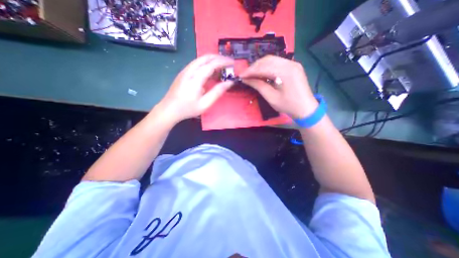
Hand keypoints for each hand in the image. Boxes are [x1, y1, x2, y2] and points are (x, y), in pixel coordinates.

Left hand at [156, 55, 233, 124]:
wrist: (169, 109)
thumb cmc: (188, 108)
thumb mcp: (205, 103)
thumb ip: (217, 92)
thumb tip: (229, 83)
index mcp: (196, 78)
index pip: (212, 64)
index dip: (223, 62)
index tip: (232, 63)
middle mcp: (190, 70)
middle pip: (205, 57)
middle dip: (218, 58)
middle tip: (228, 63)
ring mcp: (185, 71)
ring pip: (200, 59)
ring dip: (212, 60)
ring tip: (221, 66)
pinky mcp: (183, 73)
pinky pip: (196, 64)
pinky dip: (206, 64)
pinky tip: (210, 71)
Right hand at [241, 56, 320, 118]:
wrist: (306, 109)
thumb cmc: (288, 106)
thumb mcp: (271, 97)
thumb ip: (259, 86)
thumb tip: (246, 80)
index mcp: (286, 72)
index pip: (264, 67)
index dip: (250, 71)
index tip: (241, 76)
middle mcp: (290, 63)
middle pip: (268, 60)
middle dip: (254, 67)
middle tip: (245, 75)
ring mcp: (293, 63)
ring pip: (272, 60)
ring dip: (260, 66)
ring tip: (252, 74)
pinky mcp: (293, 66)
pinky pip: (277, 63)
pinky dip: (267, 67)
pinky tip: (262, 73)